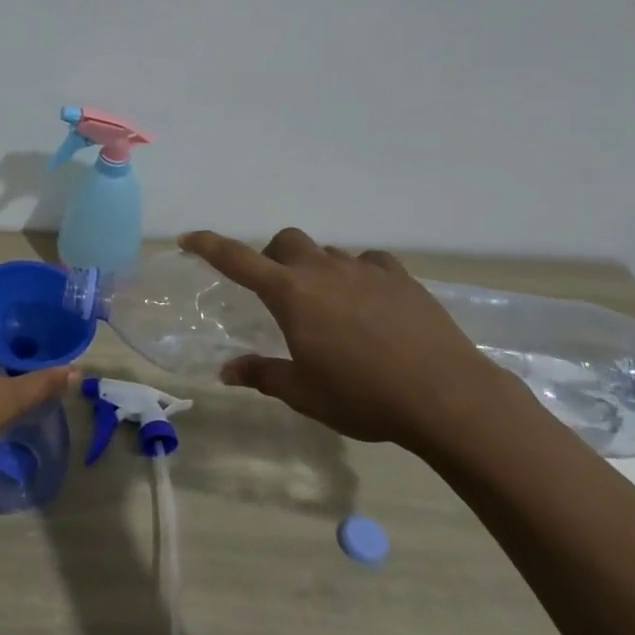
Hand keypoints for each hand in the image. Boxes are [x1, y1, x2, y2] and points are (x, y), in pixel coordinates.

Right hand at [179, 228, 521, 448]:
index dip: (208, 245)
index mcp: (291, 294)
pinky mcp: (401, 278)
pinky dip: (359, 274)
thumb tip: (226, 372)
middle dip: (274, 258)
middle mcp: (323, 270)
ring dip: (317, 269)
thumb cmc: (363, 396)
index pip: (237, 259)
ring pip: (328, 253)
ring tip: (328, 305)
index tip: (188, 238)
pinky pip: (369, 262)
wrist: (446, 396)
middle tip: (279, 292)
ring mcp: (365, 269)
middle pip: (287, 242)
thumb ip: (263, 375)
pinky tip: (369, 301)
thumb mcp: (304, 393)